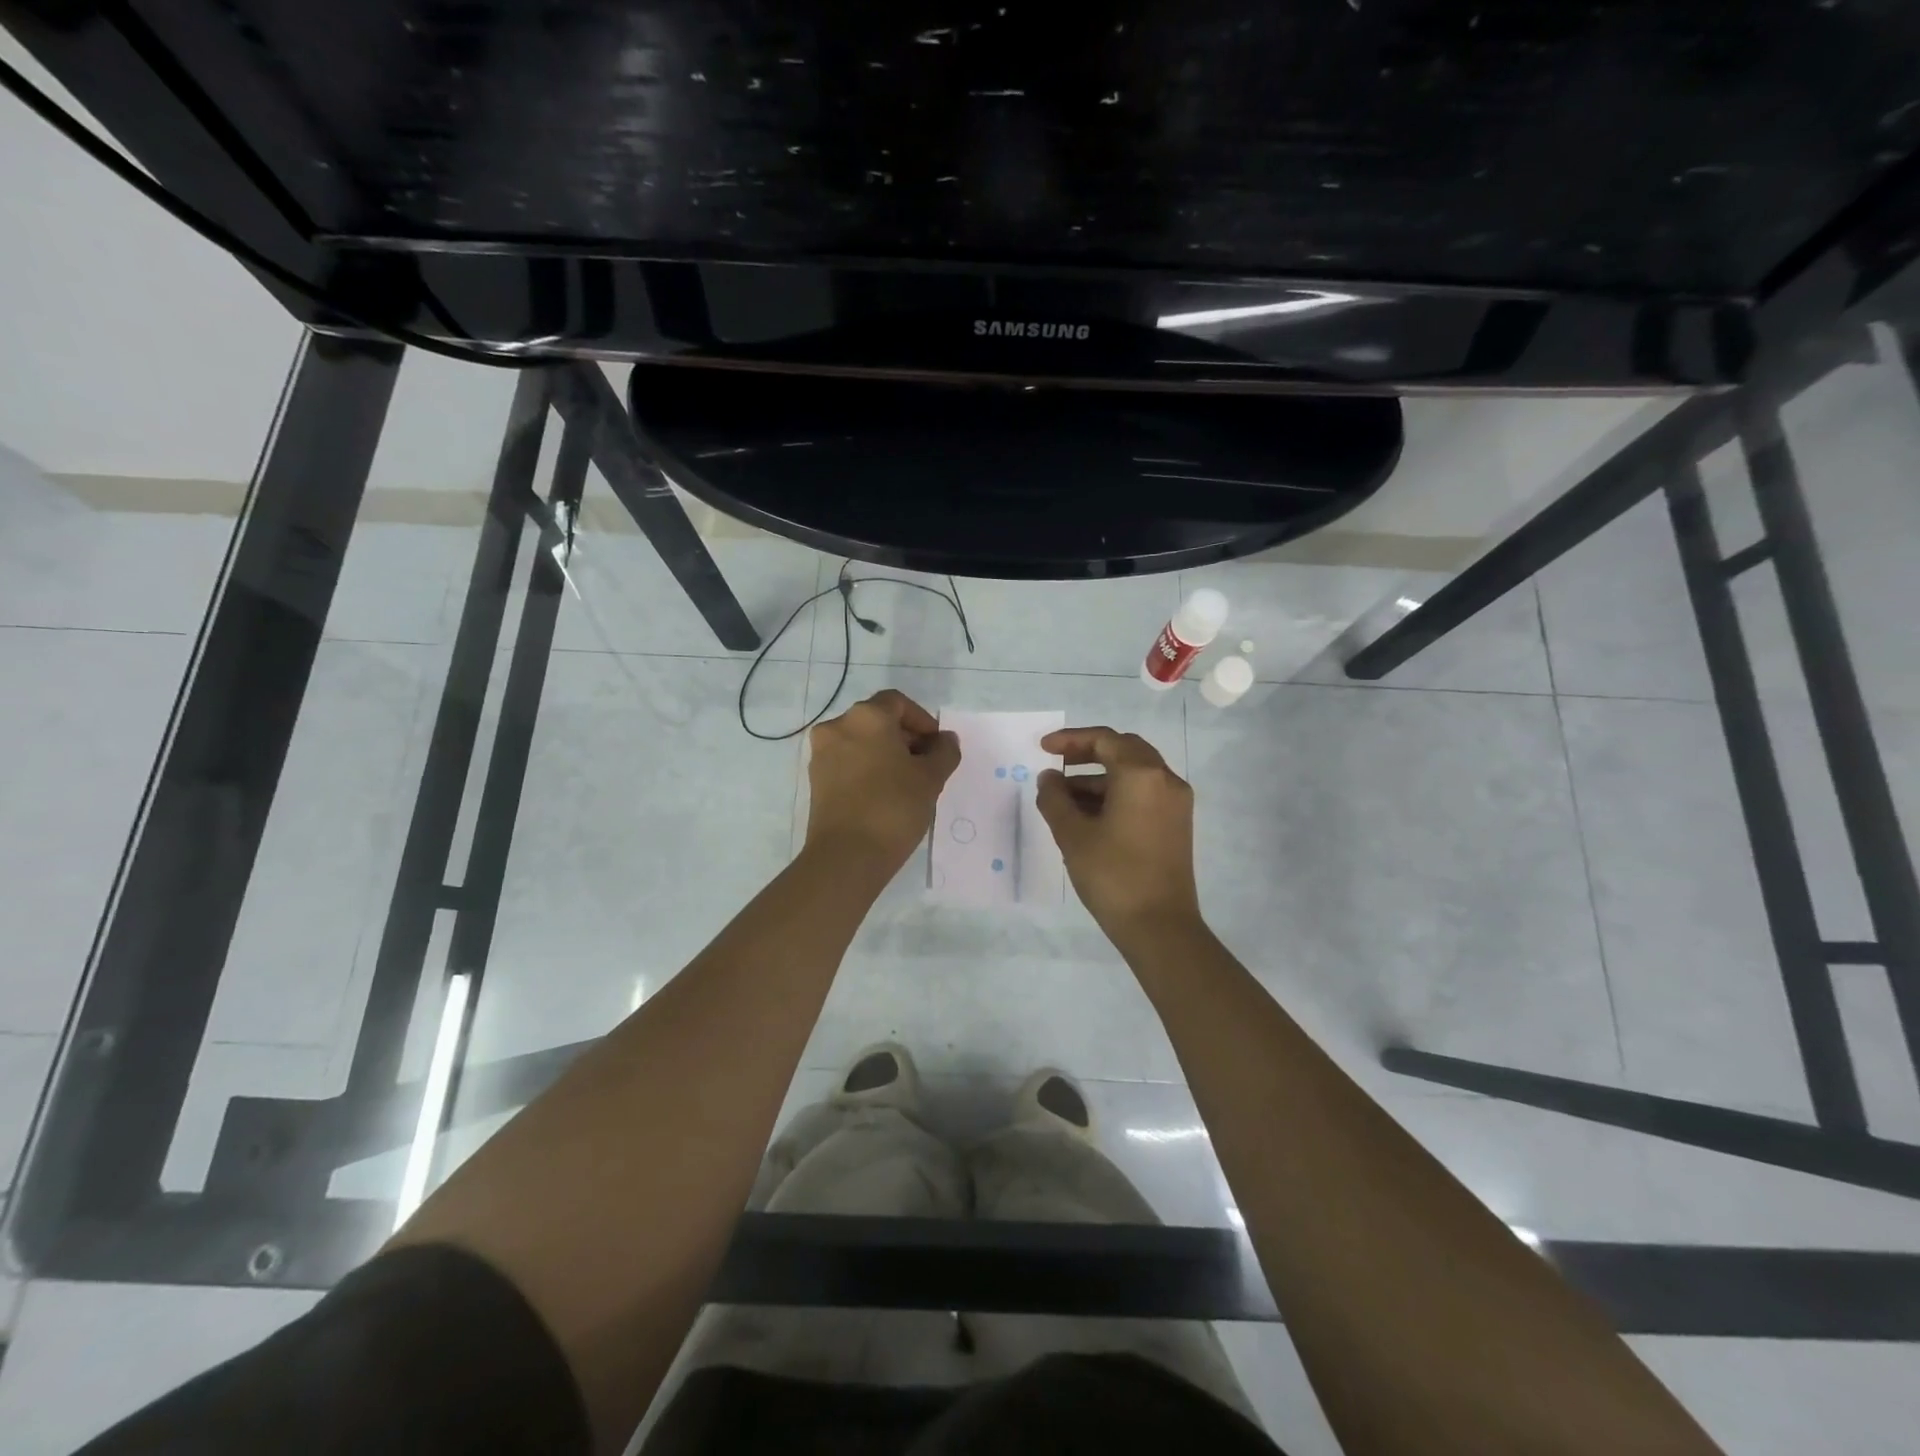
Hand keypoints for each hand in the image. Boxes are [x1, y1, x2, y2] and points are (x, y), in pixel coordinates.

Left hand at [805, 689, 960, 871]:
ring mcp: (822, 754)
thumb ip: (944, 752)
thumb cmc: (893, 807)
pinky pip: (847, 763)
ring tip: (907, 784)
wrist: (846, 856)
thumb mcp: (931, 778)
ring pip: (861, 742)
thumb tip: (945, 739)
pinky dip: (866, 769)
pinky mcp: (816, 780)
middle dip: (904, 738)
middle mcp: (838, 727)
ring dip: (885, 754)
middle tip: (925, 766)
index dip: (922, 720)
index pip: (897, 703)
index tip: (936, 746)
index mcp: (866, 717)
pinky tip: (884, 795)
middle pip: (877, 720)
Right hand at [1036, 727, 1202, 940]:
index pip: (1105, 740)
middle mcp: (1165, 780)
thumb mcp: (1072, 835)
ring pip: (1134, 773)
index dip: (1070, 740)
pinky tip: (1088, 814)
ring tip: (1063, 796)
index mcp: (1142, 775)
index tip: (1043, 748)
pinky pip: (1144, 793)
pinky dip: (1116, 794)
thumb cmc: (1113, 875)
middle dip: (1087, 753)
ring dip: (1099, 777)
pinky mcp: (1176, 824)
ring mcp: (1175, 803)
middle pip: (1124, 750)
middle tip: (1056, 764)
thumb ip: (1054, 798)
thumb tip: (1049, 778)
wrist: (1160, 927)